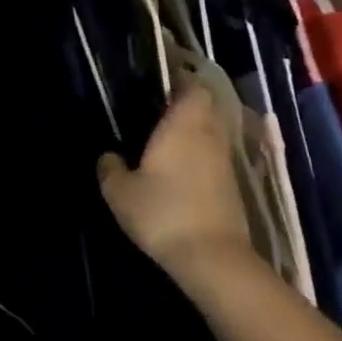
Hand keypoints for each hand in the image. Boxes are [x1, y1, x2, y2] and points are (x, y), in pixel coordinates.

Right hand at [97, 80, 255, 296]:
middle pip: (207, 107)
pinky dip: (202, 155)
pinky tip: (181, 168)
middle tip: (160, 108)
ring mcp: (225, 162)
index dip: (181, 81)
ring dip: (197, 130)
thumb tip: (108, 155)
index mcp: (183, 125)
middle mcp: (209, 136)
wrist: (213, 259)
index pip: (193, 88)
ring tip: (168, 137)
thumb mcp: (120, 192)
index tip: (161, 82)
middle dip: (189, 104)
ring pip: (214, 132)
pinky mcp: (233, 187)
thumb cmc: (163, 212)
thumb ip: (110, 168)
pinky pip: (216, 156)